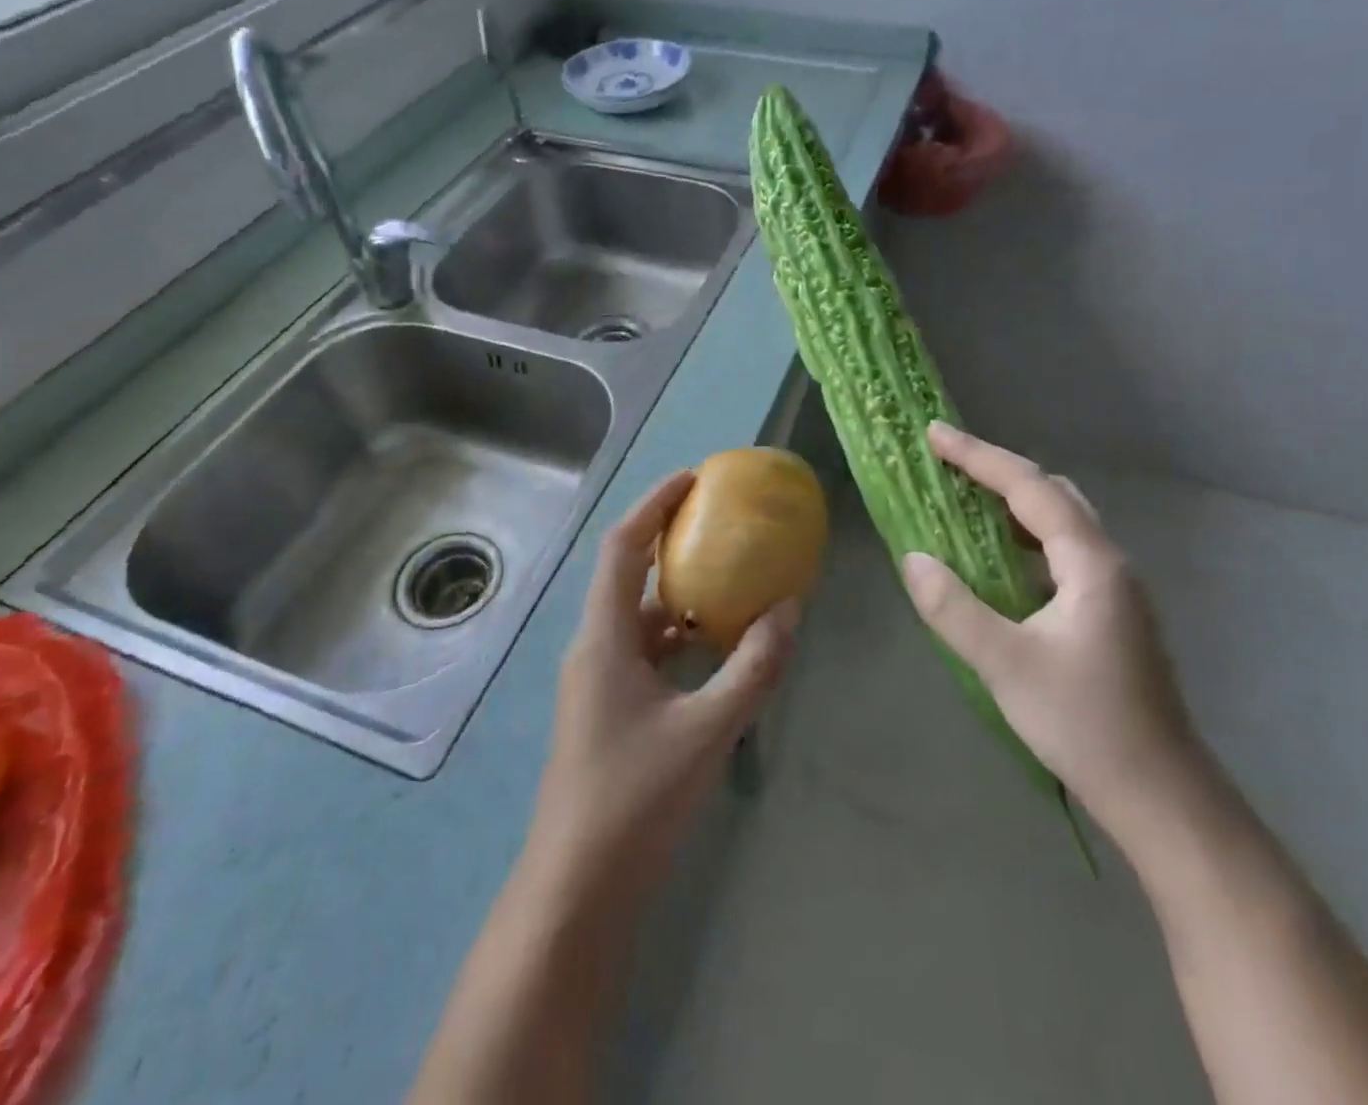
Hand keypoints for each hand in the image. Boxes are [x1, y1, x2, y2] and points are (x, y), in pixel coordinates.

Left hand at [528, 471, 795, 901]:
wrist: (577, 888)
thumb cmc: (635, 800)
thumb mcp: (707, 731)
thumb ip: (752, 668)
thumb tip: (790, 610)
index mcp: (604, 637)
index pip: (624, 546)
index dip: (655, 503)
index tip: (695, 478)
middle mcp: (595, 646)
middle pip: (629, 572)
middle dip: (671, 539)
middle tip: (721, 520)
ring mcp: (599, 678)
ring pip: (640, 614)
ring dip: (680, 591)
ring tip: (731, 576)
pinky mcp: (609, 706)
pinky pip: (646, 650)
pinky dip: (680, 634)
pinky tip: (718, 646)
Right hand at [899, 422, 1201, 833]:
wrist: (1161, 796)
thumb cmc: (1085, 725)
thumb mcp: (1006, 665)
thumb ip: (953, 608)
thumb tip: (913, 559)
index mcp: (1091, 563)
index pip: (1030, 488)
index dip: (980, 456)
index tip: (935, 434)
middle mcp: (1109, 564)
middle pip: (1052, 495)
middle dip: (999, 472)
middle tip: (948, 465)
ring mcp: (1115, 590)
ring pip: (1061, 524)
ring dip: (1012, 505)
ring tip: (965, 503)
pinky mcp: (1111, 615)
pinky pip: (1061, 554)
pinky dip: (1024, 540)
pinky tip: (998, 563)